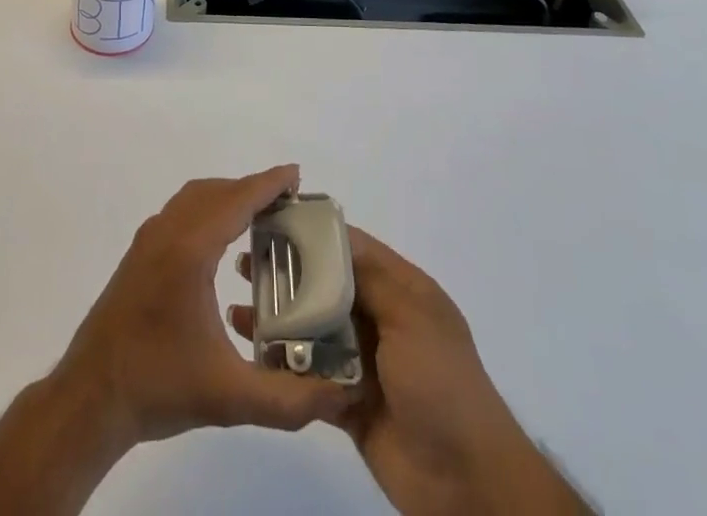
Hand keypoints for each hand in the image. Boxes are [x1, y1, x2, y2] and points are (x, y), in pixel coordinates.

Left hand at [57, 164, 354, 447]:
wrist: (90, 398)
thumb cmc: (158, 387)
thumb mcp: (229, 399)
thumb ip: (287, 399)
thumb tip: (337, 395)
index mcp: (190, 250)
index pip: (236, 200)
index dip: (268, 184)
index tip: (296, 175)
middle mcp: (168, 232)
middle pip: (217, 192)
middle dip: (252, 189)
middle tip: (287, 202)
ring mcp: (149, 240)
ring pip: (194, 198)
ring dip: (227, 196)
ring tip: (259, 216)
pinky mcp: (138, 254)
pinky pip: (180, 211)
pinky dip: (207, 208)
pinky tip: (219, 241)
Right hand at [232, 226, 588, 515]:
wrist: (467, 483)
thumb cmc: (442, 384)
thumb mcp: (411, 315)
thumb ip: (371, 277)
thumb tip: (333, 237)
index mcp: (402, 290)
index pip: (352, 249)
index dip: (314, 235)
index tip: (271, 222)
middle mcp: (382, 319)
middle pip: (327, 287)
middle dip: (288, 276)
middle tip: (243, 265)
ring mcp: (365, 363)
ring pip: (314, 332)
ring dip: (280, 321)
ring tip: (238, 310)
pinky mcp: (349, 405)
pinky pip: (311, 377)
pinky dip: (285, 367)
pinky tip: (253, 358)